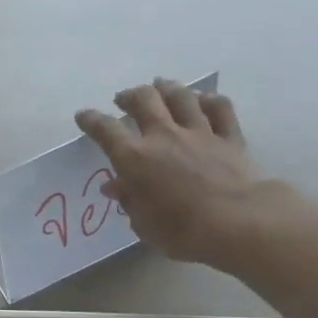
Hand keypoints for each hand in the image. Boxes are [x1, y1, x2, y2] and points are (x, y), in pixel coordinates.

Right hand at [75, 78, 267, 264]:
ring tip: (159, 86)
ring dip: (166, 88)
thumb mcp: (143, 223)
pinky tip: (203, 99)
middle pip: (144, 100)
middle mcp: (164, 136)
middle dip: (130, 96)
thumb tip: (115, 185)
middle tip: (123, 99)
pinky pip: (218, 108)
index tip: (83, 115)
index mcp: (136, 159)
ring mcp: (199, 132)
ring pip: (180, 96)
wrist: (234, 222)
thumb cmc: (179, 231)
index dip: (92, 121)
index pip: (106, 131)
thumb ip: (129, 199)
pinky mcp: (229, 136)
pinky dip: (208, 100)